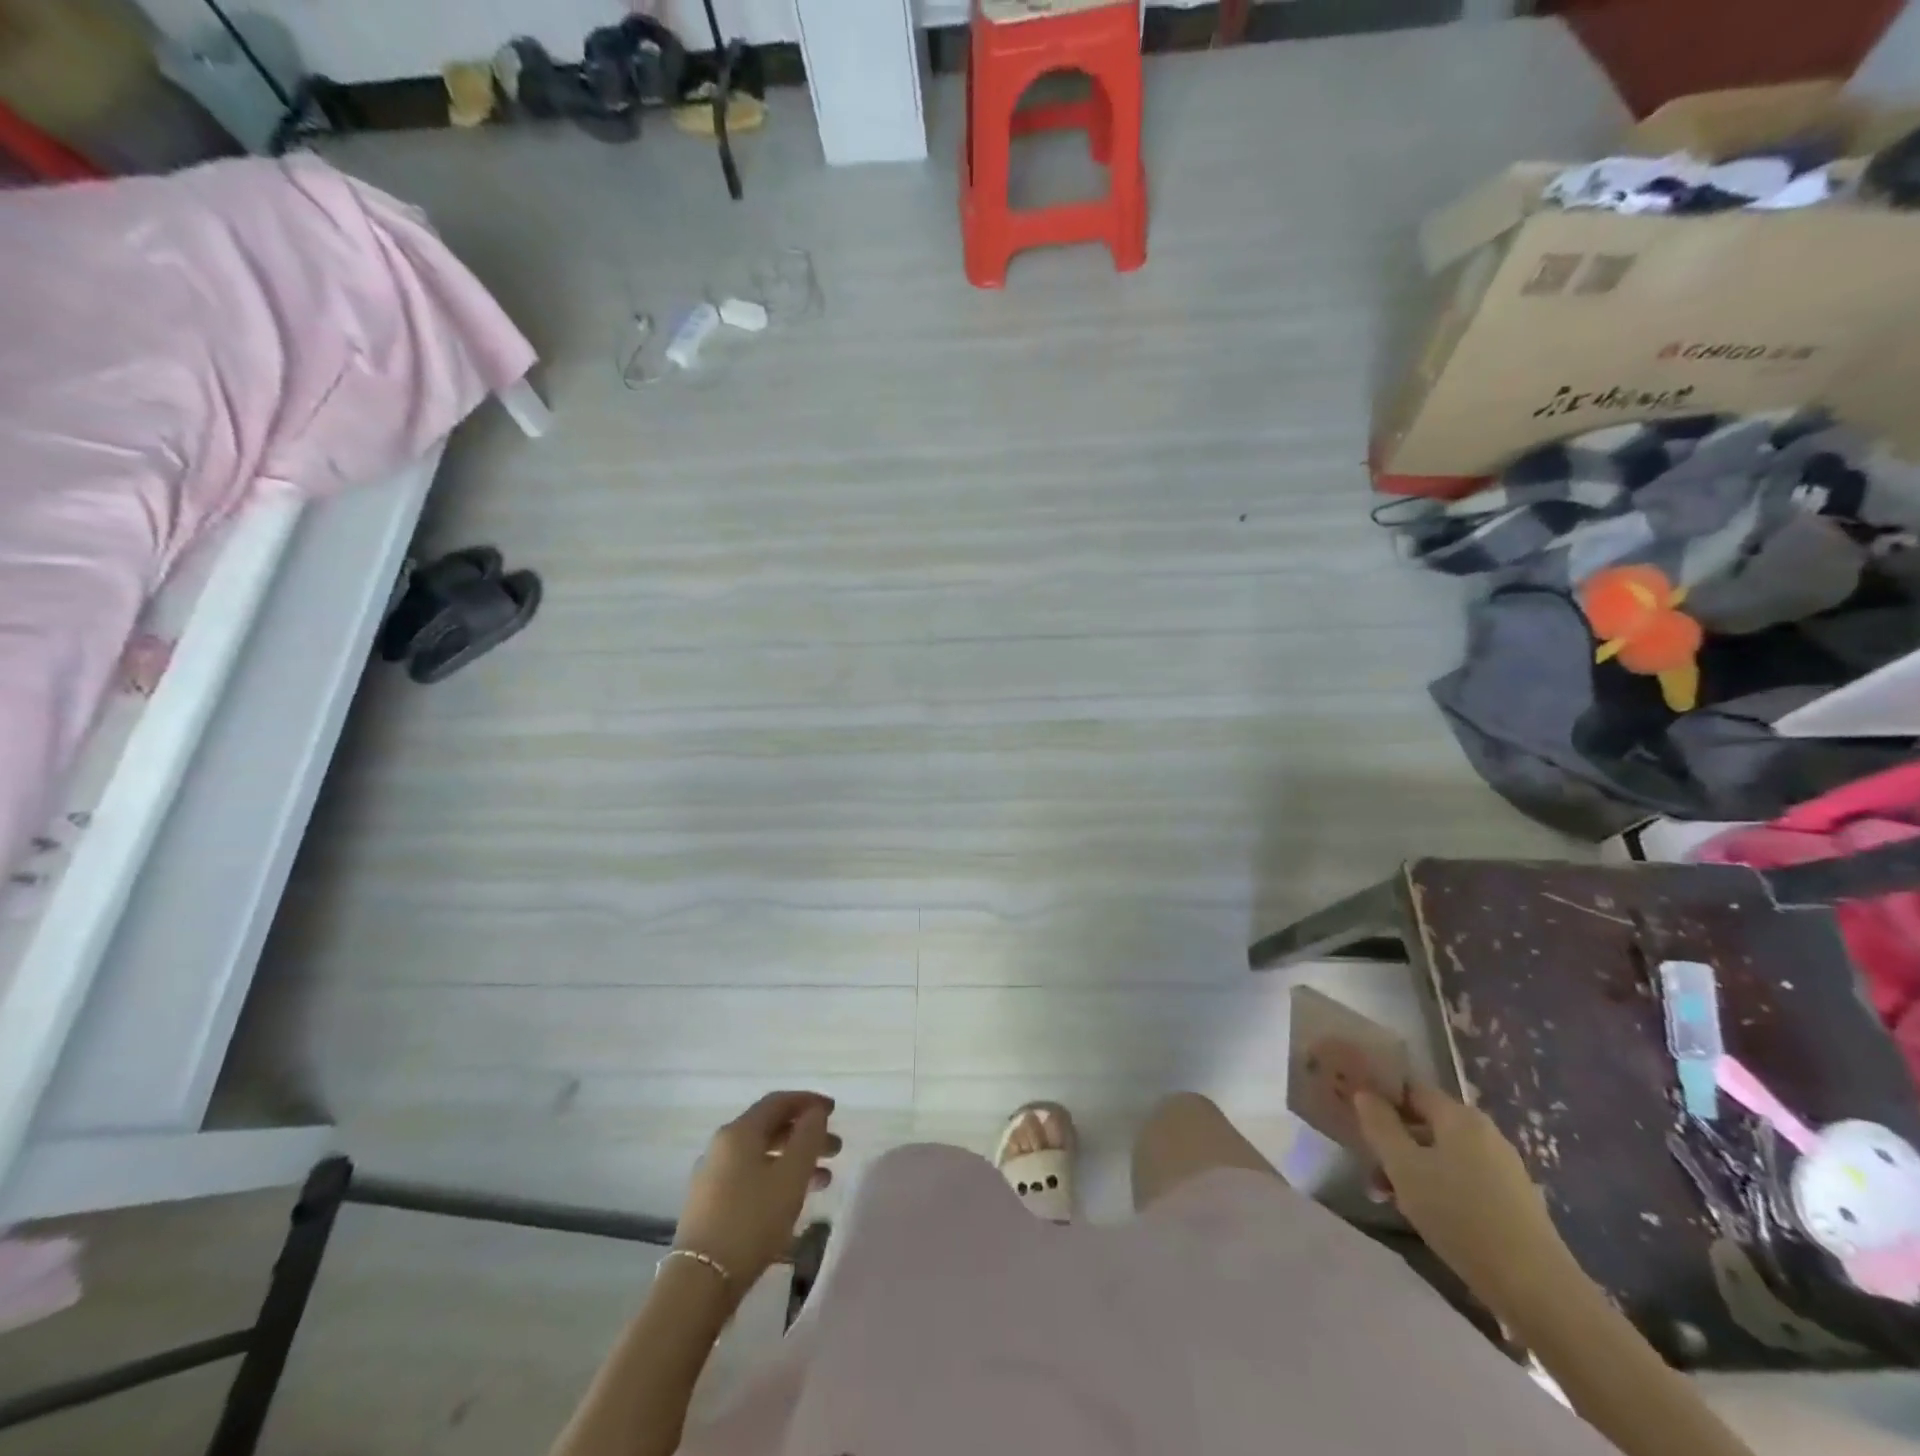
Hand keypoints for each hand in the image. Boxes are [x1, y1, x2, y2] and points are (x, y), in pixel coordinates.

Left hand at [674, 1092, 839, 1296]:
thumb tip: (814, 1112)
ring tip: (823, 1181)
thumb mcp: (791, 1175)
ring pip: (761, 1155)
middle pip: (770, 1128)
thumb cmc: (752, 1220)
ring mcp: (711, 1176)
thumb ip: (808, 1137)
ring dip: (793, 1161)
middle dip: (805, 1135)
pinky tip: (791, 1200)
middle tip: (834, 1149)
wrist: (700, 1283)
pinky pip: (749, 1177)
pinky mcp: (708, 1204)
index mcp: (740, 1131)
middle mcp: (722, 1145)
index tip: (833, 1110)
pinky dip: (775, 1178)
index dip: (808, 1101)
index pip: (778, 1102)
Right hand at [1353, 1081, 1568, 1308]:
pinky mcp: (1514, 1201)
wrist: (1539, 1290)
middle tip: (1368, 1167)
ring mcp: (1504, 1168)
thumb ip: (1380, 1125)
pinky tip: (1427, 1216)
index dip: (1380, 1096)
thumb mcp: (1403, 1167)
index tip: (1355, 1115)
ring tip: (1389, 1199)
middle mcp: (1485, 1132)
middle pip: (1426, 1123)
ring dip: (1412, 1169)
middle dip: (1393, 1141)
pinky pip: (1464, 1179)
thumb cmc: (1460, 1216)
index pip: (1410, 1088)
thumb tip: (1365, 1093)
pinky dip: (1439, 1188)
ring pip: (1442, 1155)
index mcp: (1459, 1116)